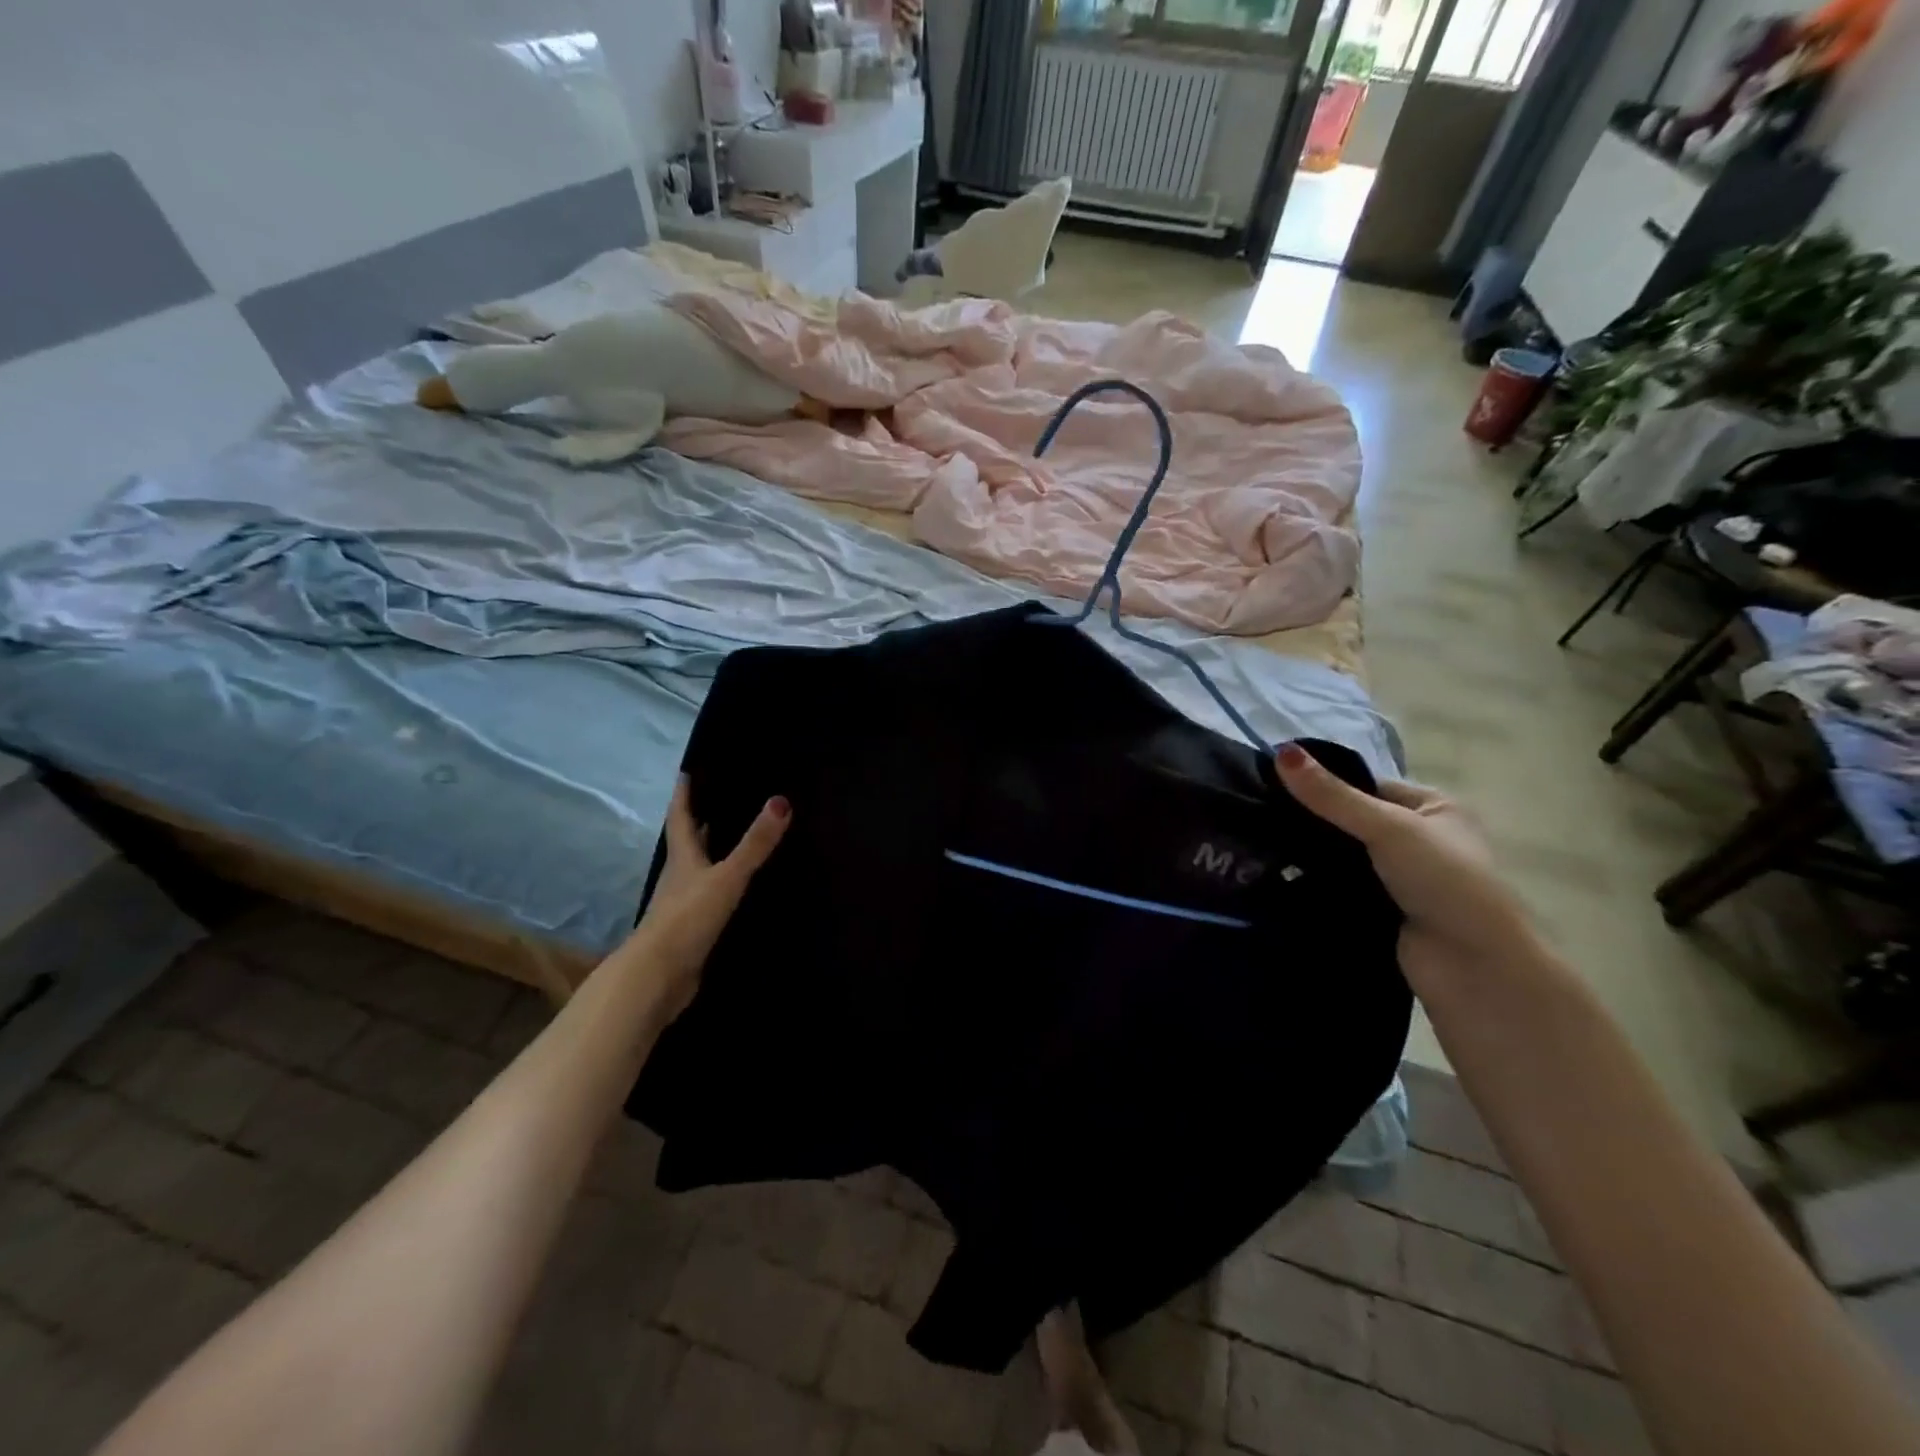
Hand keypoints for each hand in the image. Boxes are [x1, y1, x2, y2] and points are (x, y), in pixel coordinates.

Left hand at [632, 776, 790, 1019]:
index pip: (681, 818)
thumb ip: (754, 844)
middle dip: (700, 822)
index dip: (683, 796)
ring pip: (697, 872)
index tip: (686, 773)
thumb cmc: (687, 919)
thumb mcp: (726, 877)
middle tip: (719, 800)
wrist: (658, 977)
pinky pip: (708, 900)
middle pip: (688, 843)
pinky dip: (720, 887)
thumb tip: (781, 801)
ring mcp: (682, 906)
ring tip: (732, 839)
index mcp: (683, 859)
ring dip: (710, 855)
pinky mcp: (691, 931)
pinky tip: (736, 889)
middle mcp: (679, 878)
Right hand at [1274, 743, 1538, 985]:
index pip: (1369, 786)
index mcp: (1437, 809)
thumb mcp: (1387, 827)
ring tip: (1261, 845)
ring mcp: (1404, 879)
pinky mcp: (1386, 911)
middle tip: (1262, 818)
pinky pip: (1343, 886)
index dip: (1327, 786)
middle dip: (1315, 823)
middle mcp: (1422, 840)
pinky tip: (1281, 877)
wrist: (1474, 968)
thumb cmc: (1444, 881)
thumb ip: (1331, 795)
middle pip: (1354, 822)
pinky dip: (1319, 884)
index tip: (1276, 787)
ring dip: (1314, 856)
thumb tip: (1280, 751)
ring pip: (1345, 856)